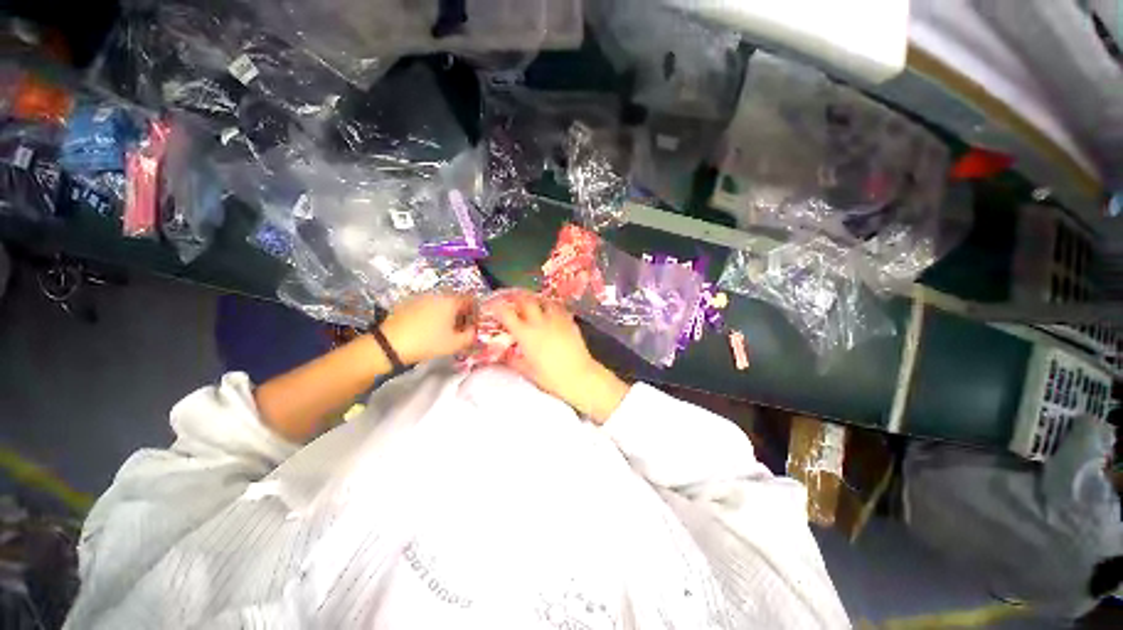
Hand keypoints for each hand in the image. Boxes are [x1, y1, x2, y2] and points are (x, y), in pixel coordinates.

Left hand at [380, 293, 476, 364]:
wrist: (390, 344)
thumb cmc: (427, 343)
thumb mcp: (454, 344)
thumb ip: (470, 336)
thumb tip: (475, 331)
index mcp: (451, 301)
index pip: (470, 299)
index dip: (475, 310)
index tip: (475, 322)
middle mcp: (437, 295)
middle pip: (455, 300)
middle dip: (460, 312)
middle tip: (461, 328)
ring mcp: (420, 298)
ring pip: (440, 303)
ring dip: (445, 313)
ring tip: (444, 329)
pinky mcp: (407, 303)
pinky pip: (426, 306)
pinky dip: (431, 314)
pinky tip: (427, 328)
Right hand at [495, 293, 628, 423]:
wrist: (579, 376)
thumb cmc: (551, 377)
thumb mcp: (527, 371)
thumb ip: (512, 360)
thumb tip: (503, 354)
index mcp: (526, 334)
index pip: (507, 314)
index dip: (498, 307)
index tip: (493, 306)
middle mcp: (540, 322)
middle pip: (525, 300)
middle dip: (516, 297)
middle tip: (512, 298)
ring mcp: (556, 319)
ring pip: (544, 300)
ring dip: (536, 299)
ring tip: (533, 302)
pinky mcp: (569, 321)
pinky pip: (559, 308)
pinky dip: (552, 306)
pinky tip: (551, 312)